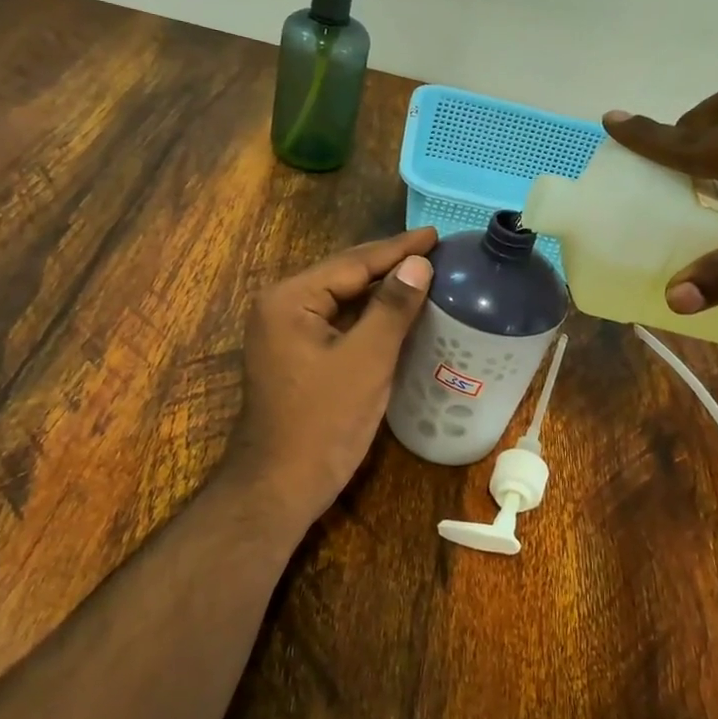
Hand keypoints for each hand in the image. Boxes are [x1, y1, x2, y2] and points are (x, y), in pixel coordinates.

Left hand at [219, 227, 436, 524]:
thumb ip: (392, 307)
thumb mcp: (366, 360)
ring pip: (341, 301)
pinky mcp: (295, 356)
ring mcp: (284, 333)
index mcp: (289, 299)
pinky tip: (396, 313)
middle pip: (344, 276)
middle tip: (434, 251)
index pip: (352, 263)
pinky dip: (367, 317)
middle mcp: (280, 307)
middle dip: (389, 265)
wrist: (281, 484)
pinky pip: (336, 324)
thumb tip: (418, 263)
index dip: (397, 248)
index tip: (436, 234)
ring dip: (380, 290)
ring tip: (422, 274)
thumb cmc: (324, 421)